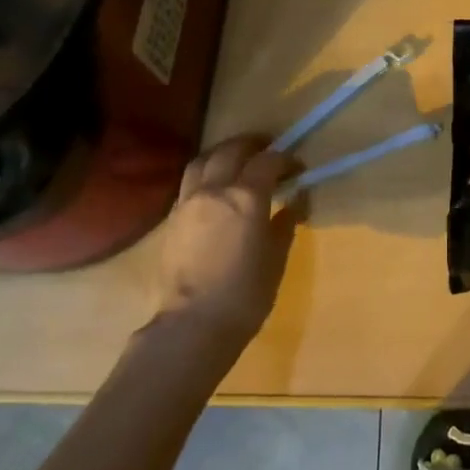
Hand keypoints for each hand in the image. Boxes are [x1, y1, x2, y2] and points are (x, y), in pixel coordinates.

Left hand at [144, 135, 299, 345]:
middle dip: (252, 145)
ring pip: (203, 160)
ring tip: (237, 160)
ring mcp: (188, 202)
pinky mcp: (171, 218)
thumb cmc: (245, 293)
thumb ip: (285, 223)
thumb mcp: (276, 257)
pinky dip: (205, 175)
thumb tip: (295, 202)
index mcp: (246, 196)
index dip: (286, 159)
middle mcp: (215, 189)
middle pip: (231, 150)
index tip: (298, 169)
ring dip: (223, 154)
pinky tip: (215, 189)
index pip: (268, 161)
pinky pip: (190, 183)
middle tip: (268, 150)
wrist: (192, 324)